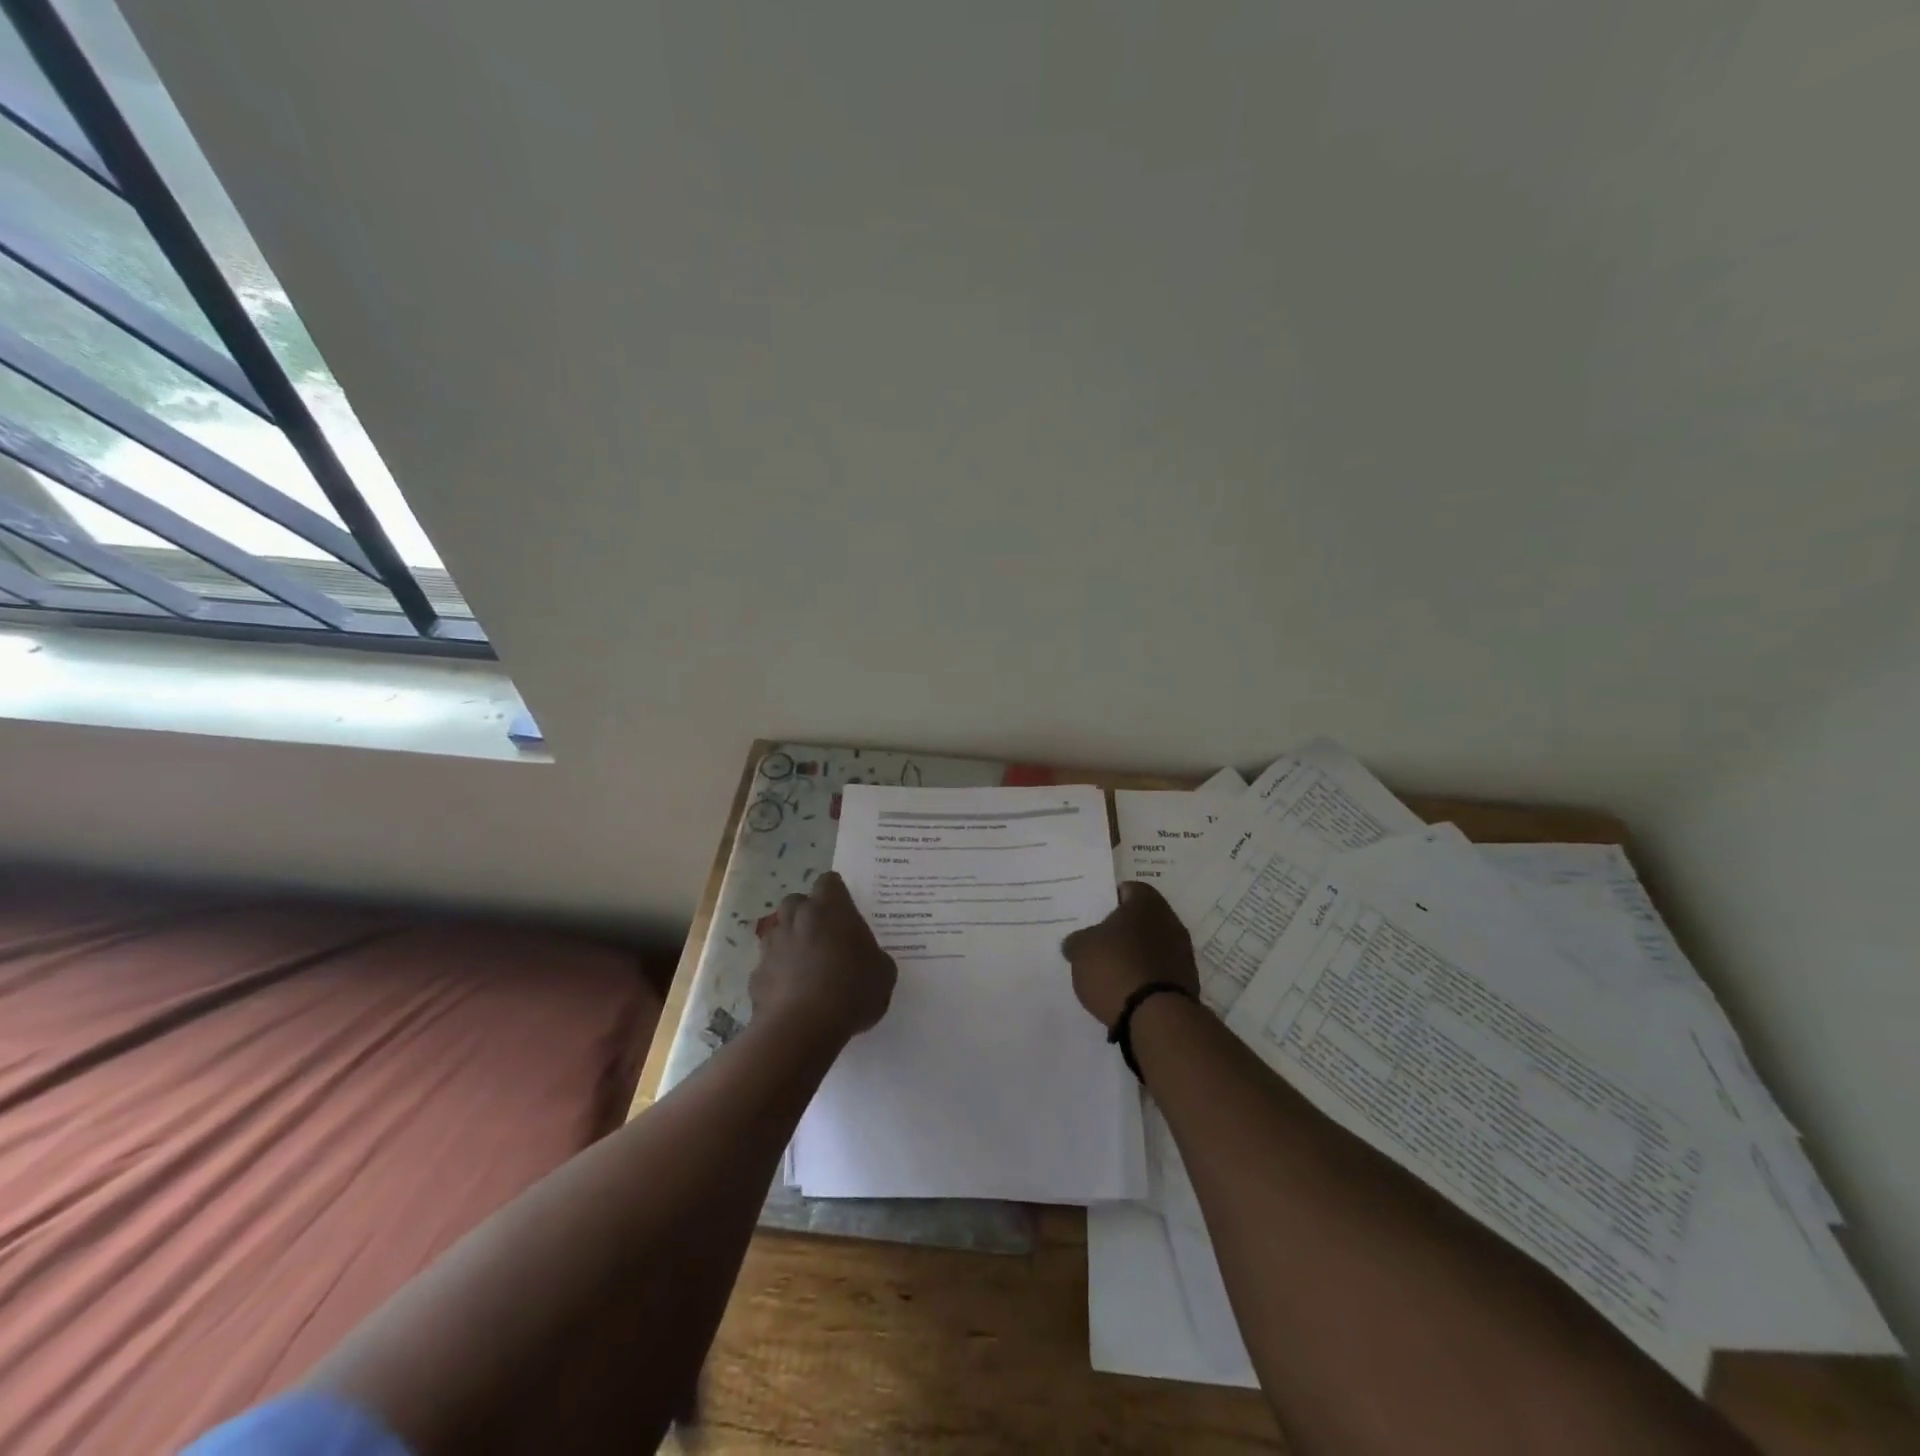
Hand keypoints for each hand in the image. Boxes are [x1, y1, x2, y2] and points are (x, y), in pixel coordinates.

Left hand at [750, 871, 895, 1042]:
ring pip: (778, 931)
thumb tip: (868, 959)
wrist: (802, 1028)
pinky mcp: (756, 974)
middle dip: (806, 913)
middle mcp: (798, 918)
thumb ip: (875, 957)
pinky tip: (791, 994)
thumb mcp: (883, 973)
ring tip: (806, 966)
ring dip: (790, 942)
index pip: (829, 882)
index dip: (836, 893)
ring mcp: (773, 945)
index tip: (844, 909)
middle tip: (824, 936)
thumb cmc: (851, 991)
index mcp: (831, 909)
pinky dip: (778, 974)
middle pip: (796, 901)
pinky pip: (768, 966)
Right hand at [1060, 880, 1199, 1027]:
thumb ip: (1077, 941)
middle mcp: (1170, 921)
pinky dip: (1146, 976)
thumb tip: (1075, 943)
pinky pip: (1160, 970)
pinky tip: (1128, 990)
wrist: (1156, 1017)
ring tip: (1111, 971)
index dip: (1110, 900)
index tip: (1094, 915)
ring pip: (1153, 945)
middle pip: (1142, 919)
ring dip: (1136, 954)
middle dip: (1123, 930)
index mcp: (1146, 903)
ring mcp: (1183, 952)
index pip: (1128, 889)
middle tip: (1100, 943)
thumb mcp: (1081, 950)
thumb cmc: (1115, 968)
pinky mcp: (1187, 982)